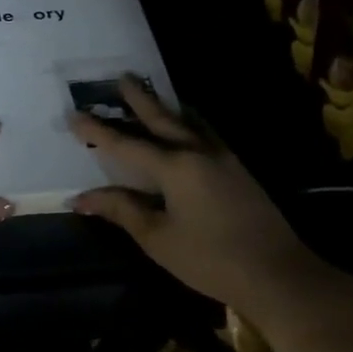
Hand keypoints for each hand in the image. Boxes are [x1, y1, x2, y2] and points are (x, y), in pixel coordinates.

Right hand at [68, 77, 304, 311]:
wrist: (279, 274)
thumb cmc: (210, 259)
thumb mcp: (158, 238)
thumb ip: (122, 210)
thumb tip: (82, 198)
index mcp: (175, 166)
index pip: (126, 144)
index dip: (97, 131)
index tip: (73, 114)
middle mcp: (198, 151)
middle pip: (162, 119)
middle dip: (139, 99)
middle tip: (121, 77)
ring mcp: (223, 158)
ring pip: (188, 122)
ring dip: (166, 108)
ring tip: (151, 96)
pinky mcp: (238, 169)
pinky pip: (205, 133)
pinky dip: (188, 123)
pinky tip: (186, 128)